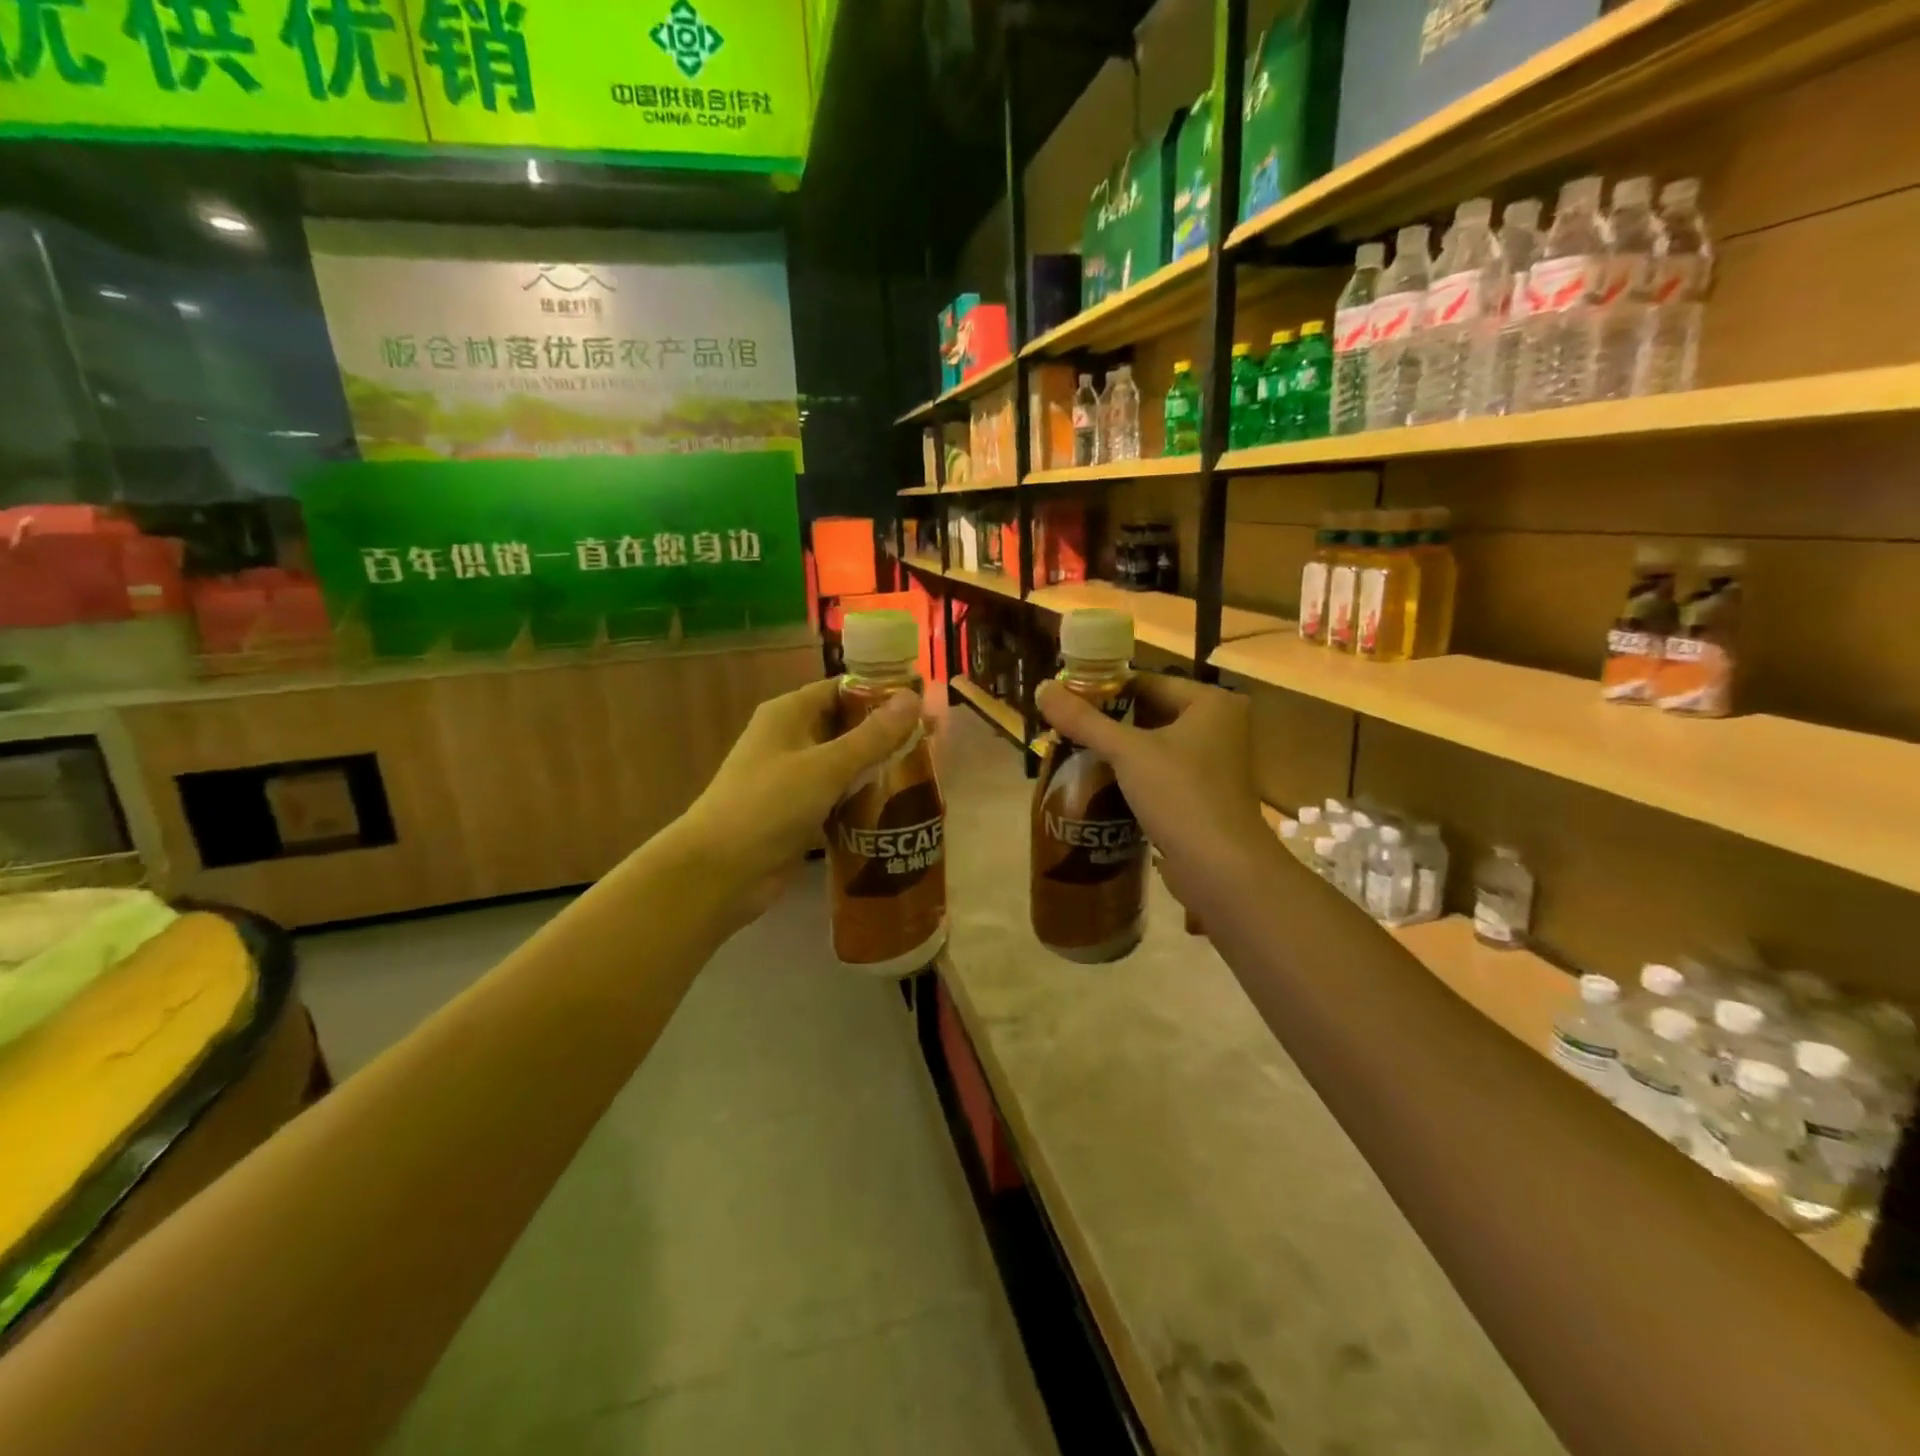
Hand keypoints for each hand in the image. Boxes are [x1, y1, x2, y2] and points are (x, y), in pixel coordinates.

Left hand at [675, 677, 923, 924]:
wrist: (719, 873)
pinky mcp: (799, 812)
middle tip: (935, 743)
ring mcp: (794, 777)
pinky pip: (839, 796)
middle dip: (888, 734)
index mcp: (789, 713)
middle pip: (847, 726)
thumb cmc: (768, 806)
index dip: (883, 693)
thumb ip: (873, 735)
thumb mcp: (826, 766)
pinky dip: (864, 799)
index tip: (925, 705)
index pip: (843, 689)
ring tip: (926, 774)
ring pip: (846, 764)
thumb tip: (913, 696)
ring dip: (879, 769)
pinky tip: (899, 808)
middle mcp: (791, 738)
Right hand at [1034, 672, 1274, 913]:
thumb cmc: (1181, 796)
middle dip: (1108, 723)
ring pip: (1154, 746)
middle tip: (1065, 728)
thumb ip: (1083, 720)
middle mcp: (1219, 726)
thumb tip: (1041, 688)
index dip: (1104, 690)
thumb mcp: (1127, 752)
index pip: (1147, 682)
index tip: (1066, 701)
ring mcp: (1214, 764)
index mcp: (1211, 703)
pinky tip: (1099, 783)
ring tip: (1074, 753)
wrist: (1221, 869)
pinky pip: (1160, 774)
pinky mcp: (1204, 796)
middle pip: (1150, 713)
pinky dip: (1133, 776)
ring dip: (1118, 751)